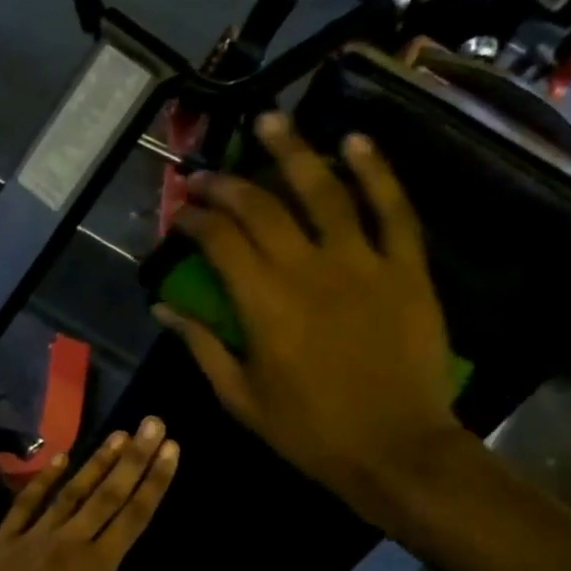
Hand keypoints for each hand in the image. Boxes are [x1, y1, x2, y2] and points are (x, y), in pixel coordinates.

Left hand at [0, 418, 179, 570]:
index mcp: (96, 570)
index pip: (134, 516)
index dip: (155, 481)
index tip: (171, 450)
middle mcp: (69, 542)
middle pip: (109, 493)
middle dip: (135, 457)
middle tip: (154, 423)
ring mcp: (33, 535)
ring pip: (72, 490)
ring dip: (98, 461)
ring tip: (120, 434)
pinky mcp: (3, 538)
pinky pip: (28, 501)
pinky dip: (45, 478)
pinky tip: (62, 458)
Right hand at [154, 112, 464, 515]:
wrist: (395, 449)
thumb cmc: (309, 432)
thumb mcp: (241, 399)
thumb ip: (202, 347)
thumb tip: (163, 309)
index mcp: (264, 305)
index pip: (220, 242)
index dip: (195, 219)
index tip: (180, 212)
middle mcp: (308, 270)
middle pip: (262, 208)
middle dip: (228, 184)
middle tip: (207, 172)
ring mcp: (363, 263)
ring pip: (325, 191)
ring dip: (294, 152)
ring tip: (271, 121)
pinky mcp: (407, 268)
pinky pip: (392, 209)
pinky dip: (375, 172)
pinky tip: (355, 142)